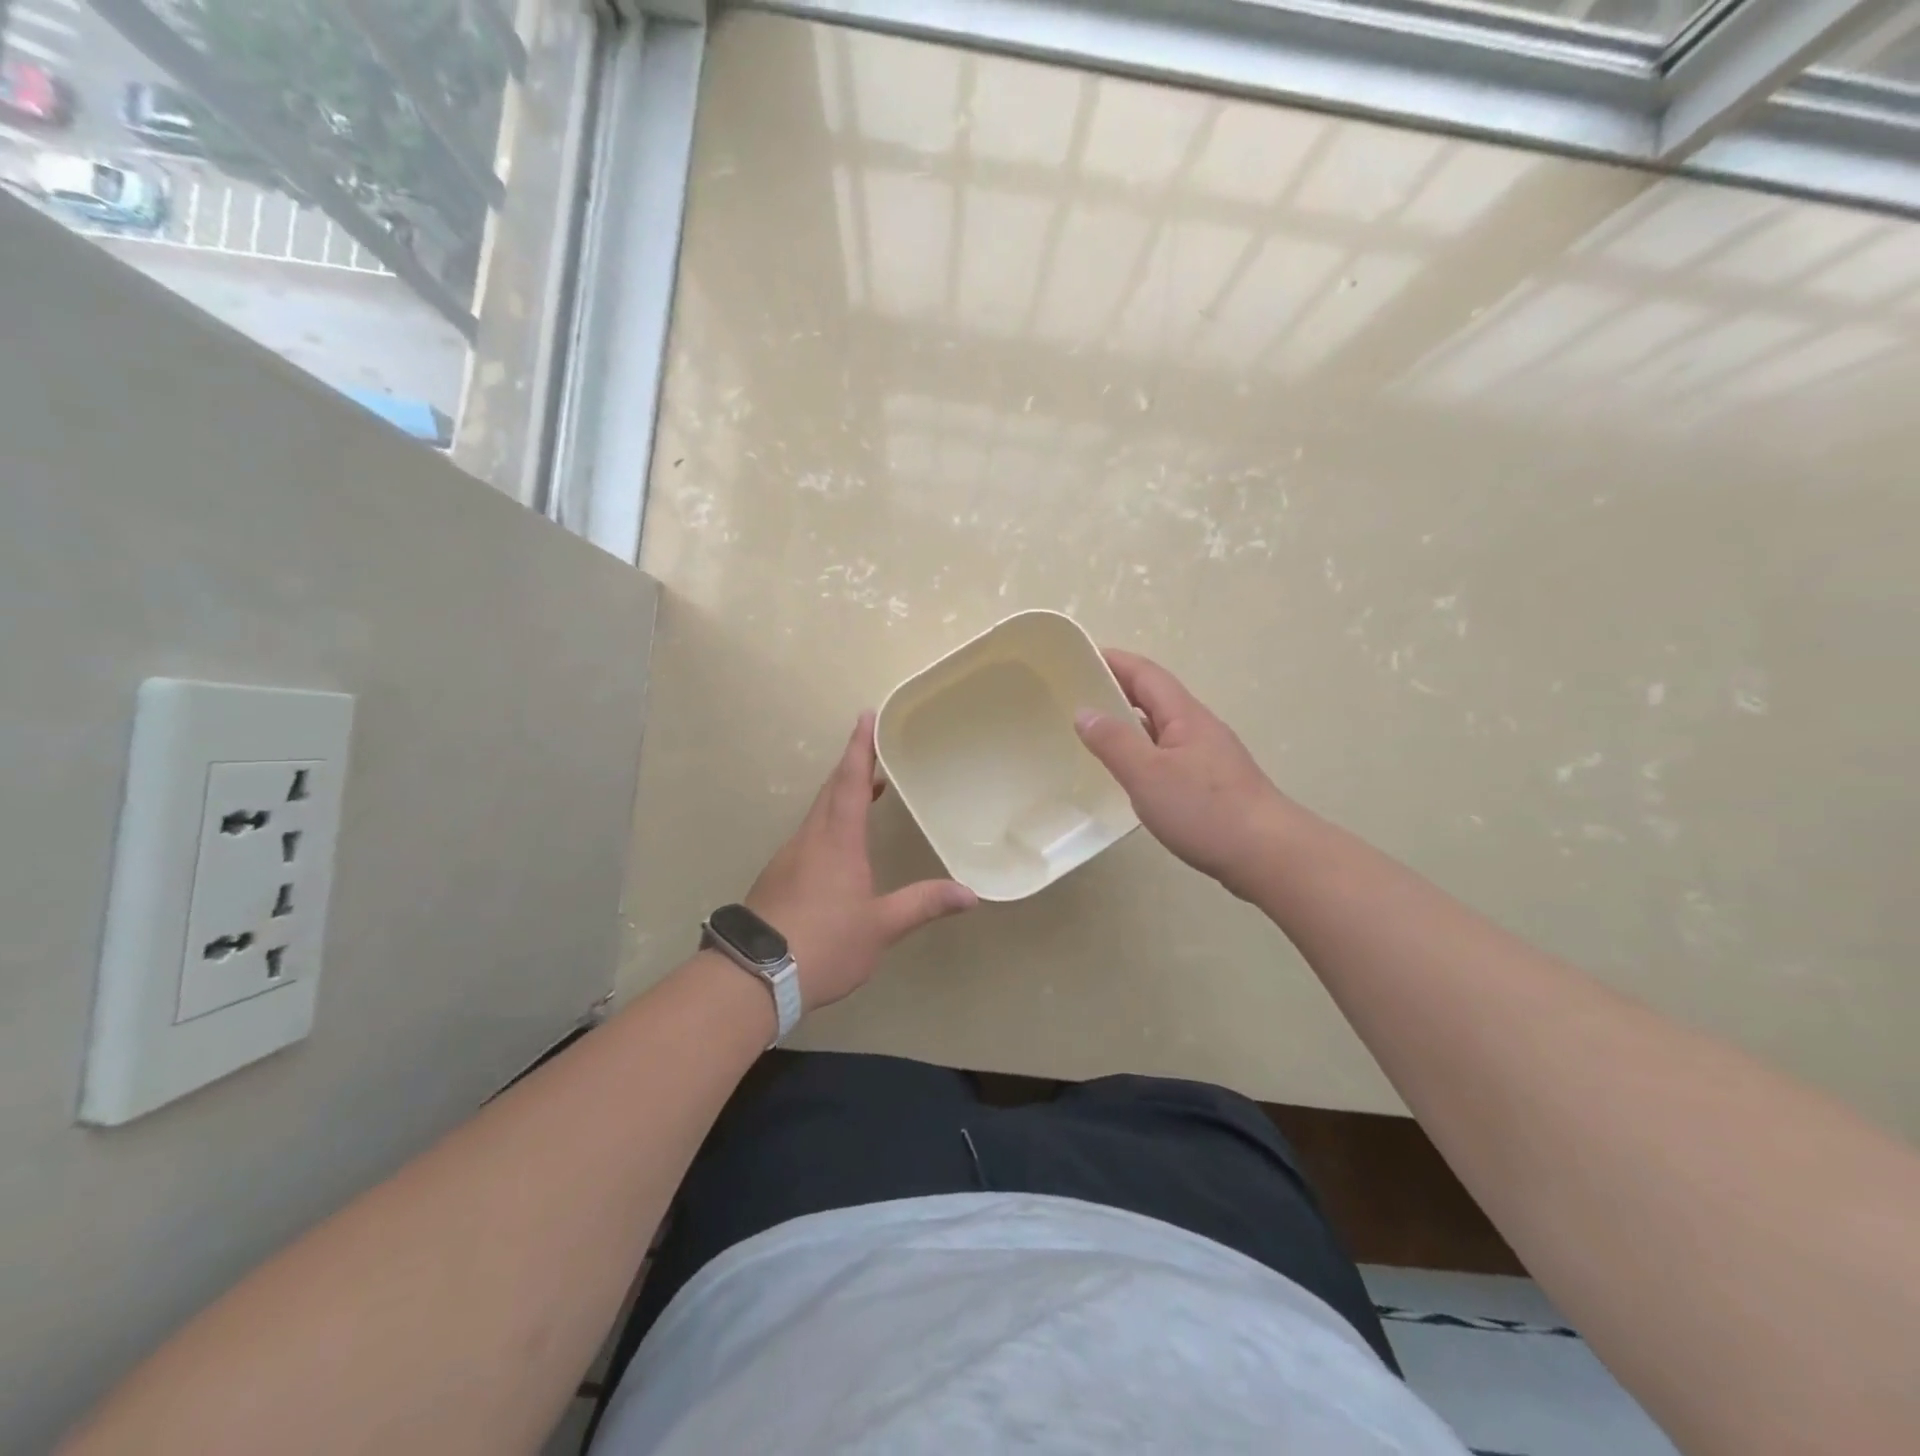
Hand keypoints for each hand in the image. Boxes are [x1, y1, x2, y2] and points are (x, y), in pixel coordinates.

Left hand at [744, 712, 976, 1009]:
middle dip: (853, 767)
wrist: (755, 977)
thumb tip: (970, 894)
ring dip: (841, 796)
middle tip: (876, 752)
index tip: (866, 716)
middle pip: (831, 791)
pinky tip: (842, 848)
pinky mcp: (778, 877)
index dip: (859, 748)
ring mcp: (790, 857)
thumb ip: (923, 905)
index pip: (849, 781)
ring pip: (818, 813)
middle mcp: (810, 838)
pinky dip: (830, 824)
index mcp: (837, 840)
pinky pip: (810, 835)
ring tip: (868, 793)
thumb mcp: (880, 927)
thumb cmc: (824, 943)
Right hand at [1075, 649, 1292, 899]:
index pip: (1146, 674)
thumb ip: (1113, 742)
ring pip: (1162, 729)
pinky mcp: (1213, 786)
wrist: (1270, 856)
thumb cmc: (1205, 809)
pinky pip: (1169, 756)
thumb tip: (1084, 711)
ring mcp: (1209, 758)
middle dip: (1118, 690)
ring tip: (1095, 734)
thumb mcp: (1147, 774)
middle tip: (1078, 697)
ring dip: (1130, 724)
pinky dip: (1144, 754)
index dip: (1114, 661)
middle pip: (1155, 698)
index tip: (1080, 657)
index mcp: (1185, 716)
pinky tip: (1131, 776)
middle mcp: (1199, 729)